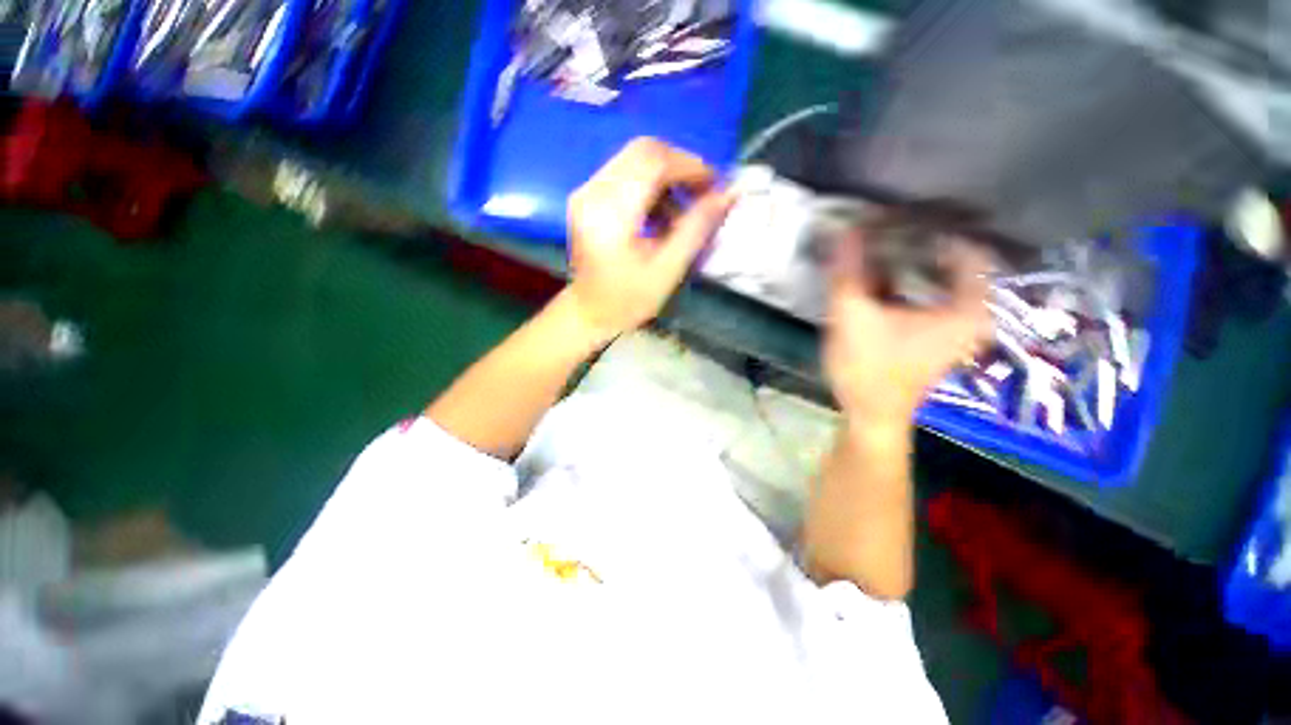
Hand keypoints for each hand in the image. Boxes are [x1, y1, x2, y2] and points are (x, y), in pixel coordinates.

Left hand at [565, 138, 733, 341]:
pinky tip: (662, 214)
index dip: (691, 166)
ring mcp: (586, 191)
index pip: (653, 161)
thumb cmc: (628, 300)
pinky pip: (626, 173)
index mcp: (609, 213)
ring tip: (683, 210)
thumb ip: (697, 228)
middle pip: (644, 151)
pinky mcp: (588, 196)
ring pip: (635, 159)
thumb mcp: (668, 270)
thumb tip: (730, 193)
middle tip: (703, 194)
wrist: (589, 312)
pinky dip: (651, 185)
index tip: (715, 187)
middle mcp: (592, 192)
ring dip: (667, 176)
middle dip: (681, 166)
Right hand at [823, 230, 991, 432]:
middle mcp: (972, 311)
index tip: (900, 216)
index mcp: (969, 307)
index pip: (969, 246)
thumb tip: (845, 229)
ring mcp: (955, 321)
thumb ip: (848, 271)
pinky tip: (879, 269)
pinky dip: (906, 276)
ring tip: (881, 238)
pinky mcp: (935, 329)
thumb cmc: (869, 369)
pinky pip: (928, 289)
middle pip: (954, 258)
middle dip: (920, 239)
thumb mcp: (852, 316)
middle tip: (888, 222)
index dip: (934, 227)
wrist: (869, 413)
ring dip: (911, 257)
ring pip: (940, 273)